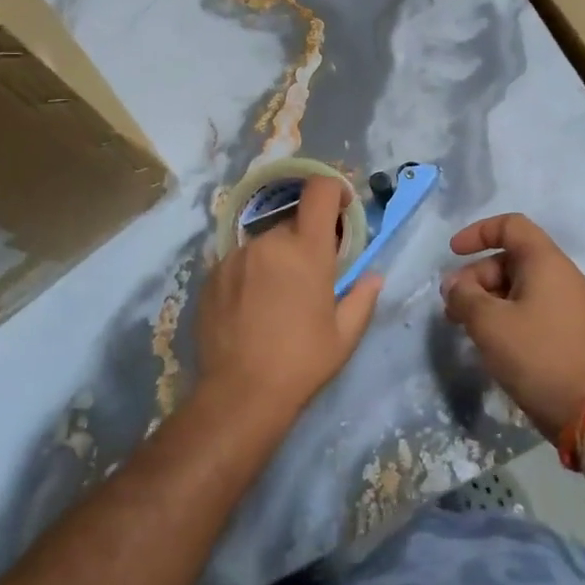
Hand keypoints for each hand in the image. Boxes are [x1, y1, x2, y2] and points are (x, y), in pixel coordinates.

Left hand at [195, 176, 382, 425]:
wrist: (239, 394)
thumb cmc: (302, 362)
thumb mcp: (345, 335)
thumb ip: (363, 297)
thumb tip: (373, 276)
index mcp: (306, 250)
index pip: (319, 191)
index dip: (333, 190)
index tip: (341, 209)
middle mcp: (269, 242)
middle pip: (292, 222)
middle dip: (305, 240)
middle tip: (311, 276)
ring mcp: (235, 257)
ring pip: (264, 244)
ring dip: (276, 258)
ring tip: (278, 298)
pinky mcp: (211, 275)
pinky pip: (239, 262)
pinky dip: (251, 274)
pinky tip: (251, 308)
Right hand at [442, 214, 584, 441]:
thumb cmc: (534, 355)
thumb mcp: (488, 323)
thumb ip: (464, 296)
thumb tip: (454, 286)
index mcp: (547, 262)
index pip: (511, 226)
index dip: (478, 233)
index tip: (453, 253)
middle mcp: (563, 275)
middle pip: (512, 258)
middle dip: (476, 276)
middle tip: (452, 306)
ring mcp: (571, 304)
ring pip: (520, 285)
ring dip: (488, 298)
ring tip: (464, 326)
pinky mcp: (571, 329)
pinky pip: (533, 306)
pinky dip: (507, 313)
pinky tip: (490, 340)